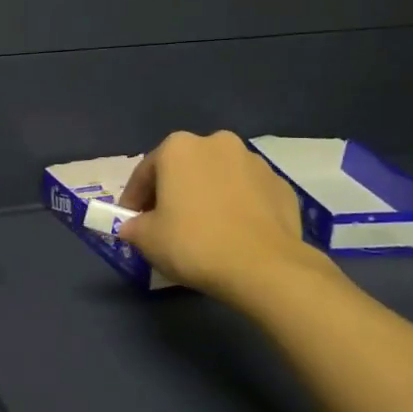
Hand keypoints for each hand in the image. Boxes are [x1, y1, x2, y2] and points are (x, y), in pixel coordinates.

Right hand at [115, 130, 339, 305]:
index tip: (131, 220)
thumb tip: (133, 227)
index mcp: (179, 148)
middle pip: (185, 169)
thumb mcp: (147, 239)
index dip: (134, 198)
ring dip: (208, 196)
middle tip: (167, 222)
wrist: (264, 267)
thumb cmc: (194, 243)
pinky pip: (249, 194)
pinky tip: (234, 234)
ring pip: (219, 178)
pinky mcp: (281, 186)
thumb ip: (134, 226)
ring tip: (205, 229)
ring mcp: (254, 162)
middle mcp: (217, 143)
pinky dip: (238, 207)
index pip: (145, 172)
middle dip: (174, 191)